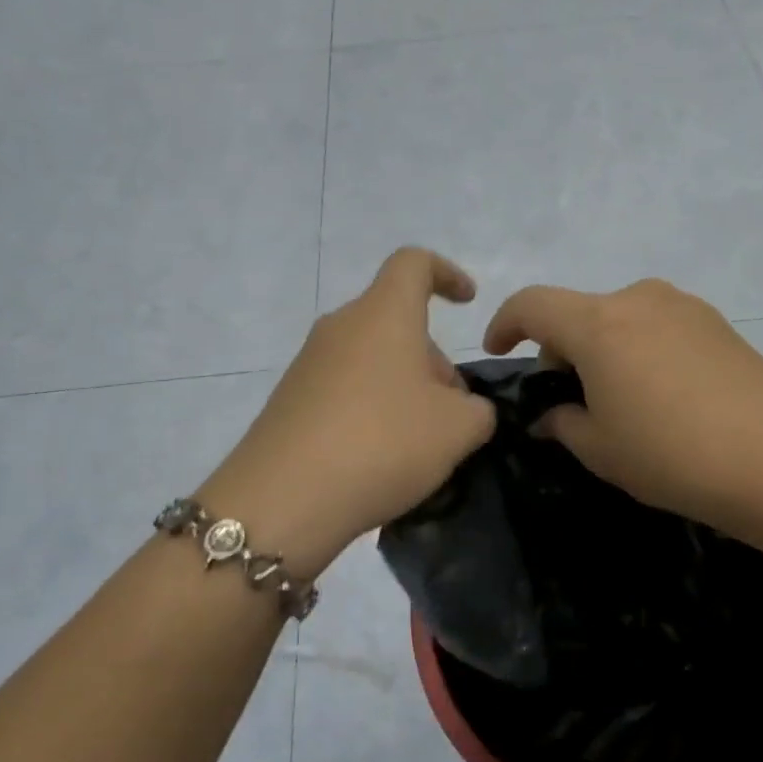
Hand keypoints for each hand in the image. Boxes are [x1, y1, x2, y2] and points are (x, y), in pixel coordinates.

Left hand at [203, 249, 496, 575]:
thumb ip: (478, 410)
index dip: (446, 273)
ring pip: (371, 359)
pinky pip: (345, 390)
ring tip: (421, 443)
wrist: (284, 498)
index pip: (414, 263)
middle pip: (396, 323)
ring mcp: (309, 363)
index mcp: (384, 315)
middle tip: (454, 413)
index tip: (468, 302)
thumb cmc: (384, 442)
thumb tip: (465, 409)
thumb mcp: (459, 429)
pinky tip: (381, 457)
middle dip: (432, 360)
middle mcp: (341, 327)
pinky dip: (371, 409)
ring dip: (403, 389)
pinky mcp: (290, 400)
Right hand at [483, 279, 762, 534]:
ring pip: (620, 317)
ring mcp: (683, 306)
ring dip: (603, 348)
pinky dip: (640, 349)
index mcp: (598, 325)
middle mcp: (638, 299)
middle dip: (560, 349)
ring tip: (619, 399)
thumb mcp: (599, 449)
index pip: (532, 304)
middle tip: (568, 398)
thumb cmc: (670, 455)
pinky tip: (662, 395)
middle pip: (578, 312)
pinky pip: (657, 325)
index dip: (505, 324)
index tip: (500, 352)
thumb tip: (550, 416)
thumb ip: (562, 423)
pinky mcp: (716, 322)